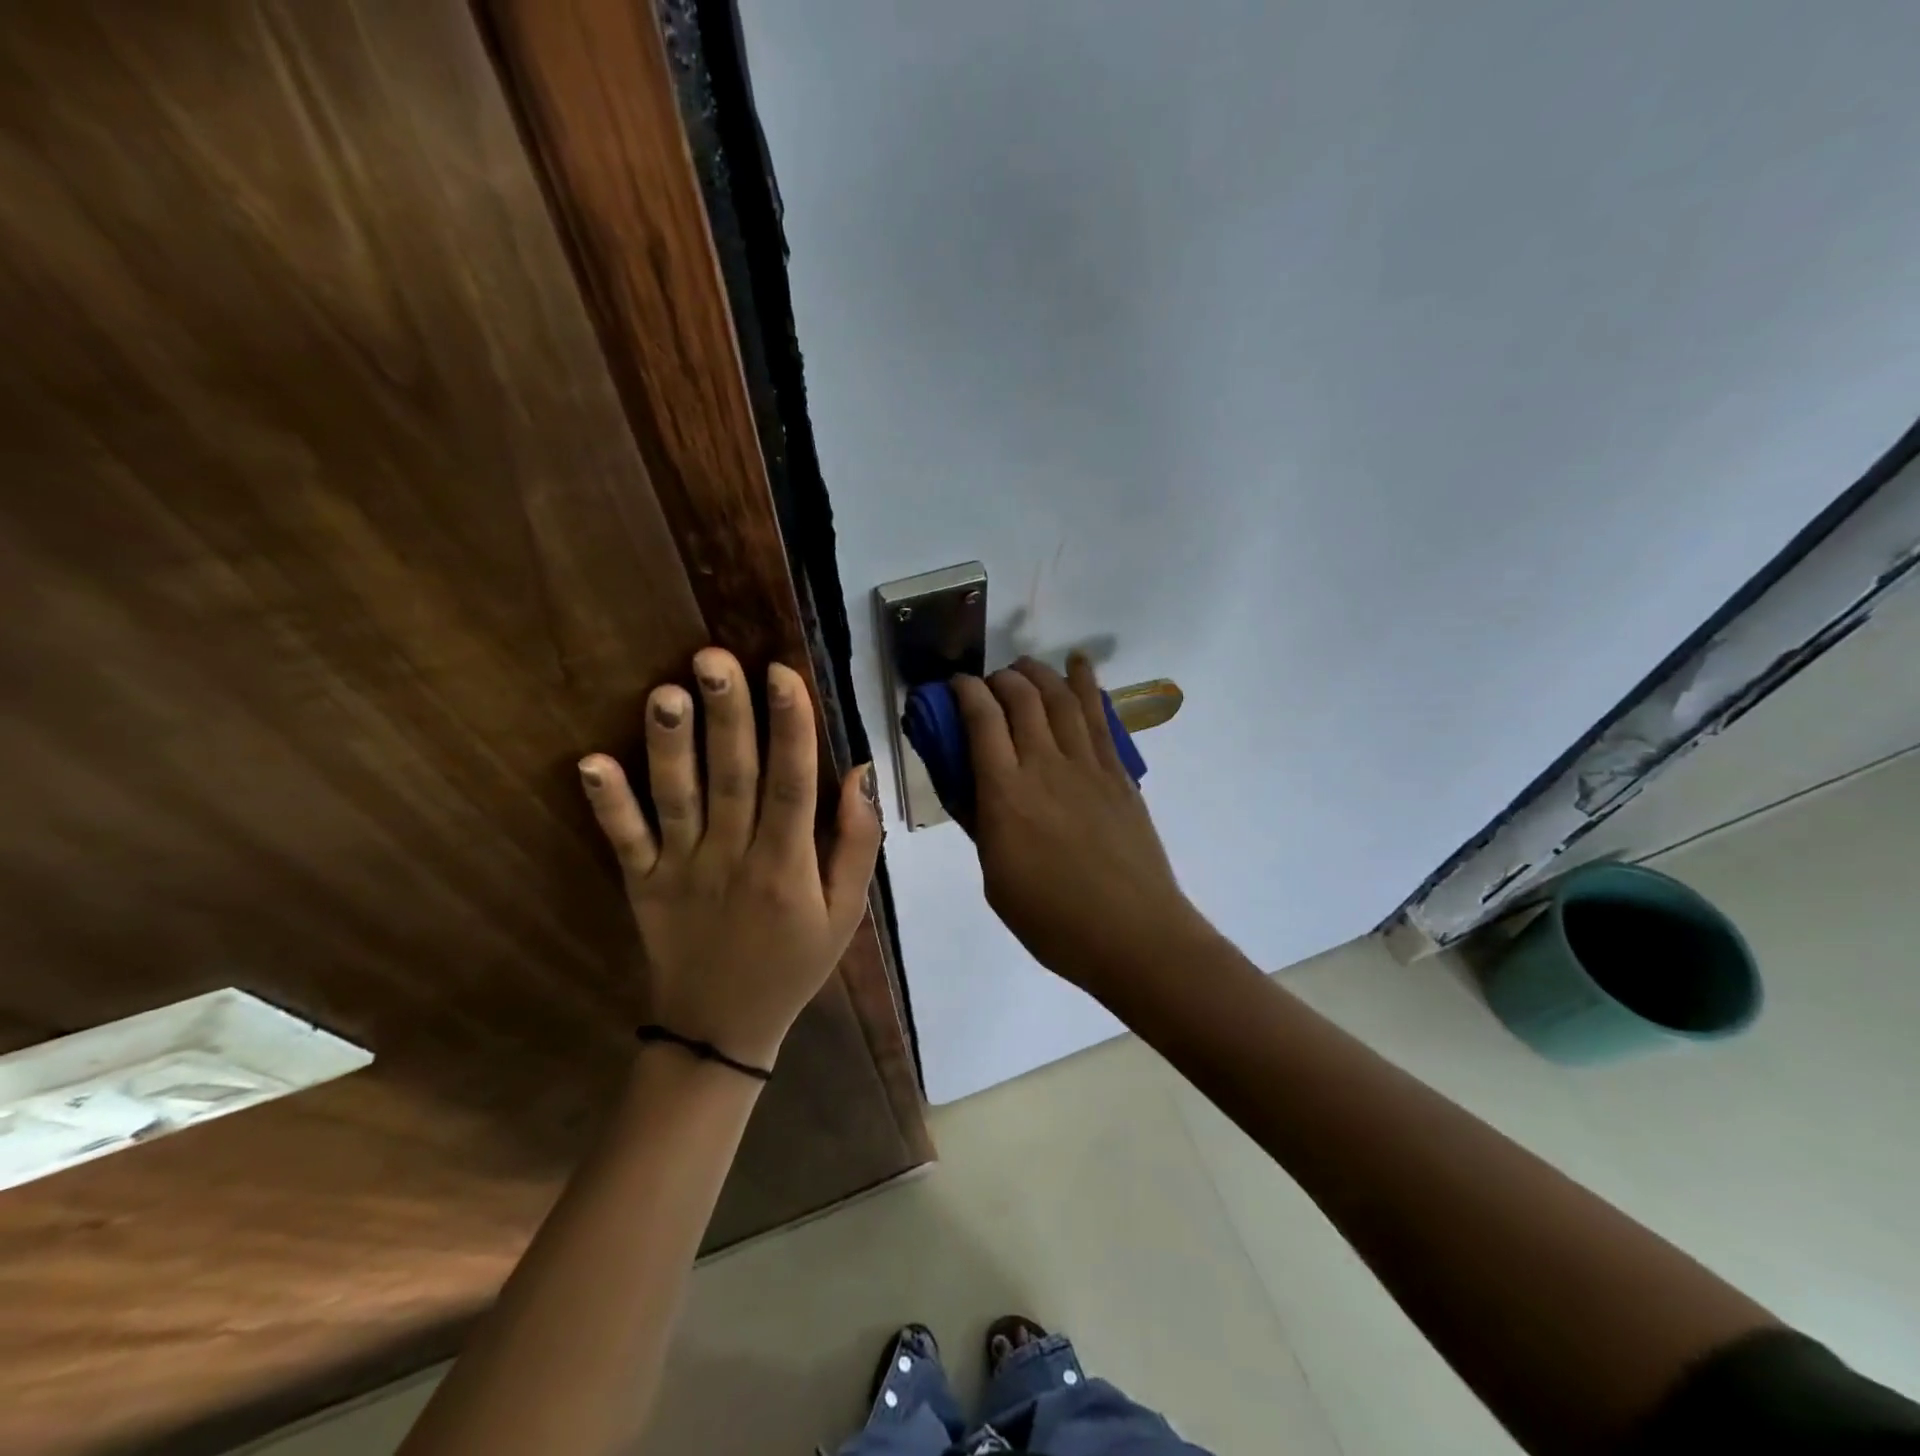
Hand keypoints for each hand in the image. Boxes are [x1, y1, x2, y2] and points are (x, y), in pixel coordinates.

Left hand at [577, 647, 881, 1070]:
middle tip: (714, 658)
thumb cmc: (793, 963)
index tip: (782, 673)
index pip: (792, 784)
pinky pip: (624, 841)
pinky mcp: (642, 885)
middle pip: (732, 777)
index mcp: (787, 866)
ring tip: (665, 692)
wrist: (721, 1029)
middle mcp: (733, 859)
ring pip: (677, 800)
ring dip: (669, 746)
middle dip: (727, 715)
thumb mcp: (845, 914)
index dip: (790, 727)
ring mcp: (681, 871)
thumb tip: (860, 772)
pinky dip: (608, 803)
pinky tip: (591, 762)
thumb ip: (856, 844)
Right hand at [951, 655, 1214, 992]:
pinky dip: (1086, 685)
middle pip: (1021, 699)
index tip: (954, 686)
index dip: (965, 692)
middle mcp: (1045, 767)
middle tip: (989, 682)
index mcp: (1006, 796)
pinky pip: (1099, 718)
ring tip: (1024, 665)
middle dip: (1000, 678)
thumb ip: (983, 826)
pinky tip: (1079, 666)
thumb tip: (972, 789)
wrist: (1133, 935)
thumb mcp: (996, 880)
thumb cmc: (1053, 921)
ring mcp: (1087, 766)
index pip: (981, 721)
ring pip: (1060, 699)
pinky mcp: (1118, 774)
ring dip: (1039, 673)